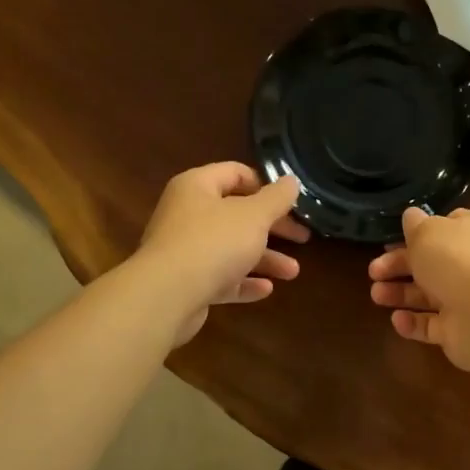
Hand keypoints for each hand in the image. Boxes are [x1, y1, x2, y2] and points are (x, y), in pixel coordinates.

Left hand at [138, 163, 308, 344]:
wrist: (166, 296)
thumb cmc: (214, 242)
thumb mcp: (254, 215)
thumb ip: (277, 198)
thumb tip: (292, 181)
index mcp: (197, 187)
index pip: (235, 173)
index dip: (265, 185)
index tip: (290, 202)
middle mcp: (187, 214)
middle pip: (236, 214)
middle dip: (272, 228)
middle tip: (302, 237)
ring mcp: (184, 250)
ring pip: (231, 249)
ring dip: (264, 259)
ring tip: (293, 272)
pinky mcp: (186, 282)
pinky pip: (220, 277)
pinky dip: (243, 281)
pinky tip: (266, 289)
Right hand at [367, 206, 469, 370]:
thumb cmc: (455, 261)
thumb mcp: (427, 231)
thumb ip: (415, 224)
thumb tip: (412, 216)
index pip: (445, 227)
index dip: (418, 232)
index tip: (392, 239)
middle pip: (430, 262)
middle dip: (399, 265)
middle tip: (373, 271)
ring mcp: (467, 299)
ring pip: (428, 295)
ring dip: (400, 294)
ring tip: (376, 295)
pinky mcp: (459, 330)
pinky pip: (431, 325)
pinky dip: (413, 323)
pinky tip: (397, 319)